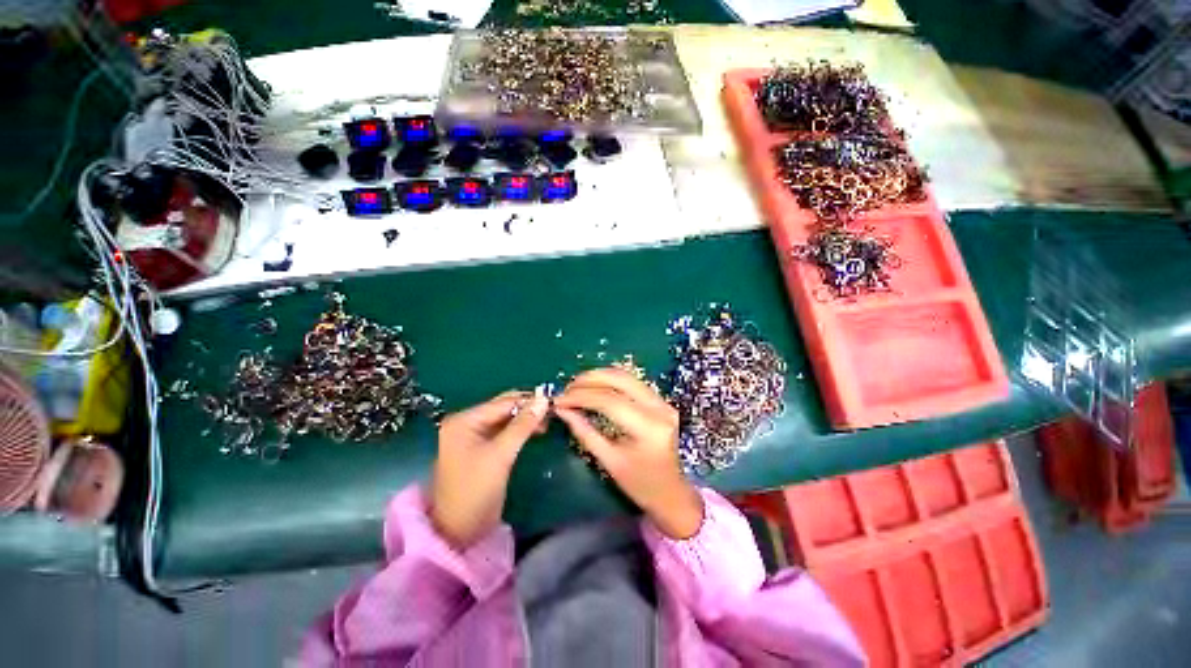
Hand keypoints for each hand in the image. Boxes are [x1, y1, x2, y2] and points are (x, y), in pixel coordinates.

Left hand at [431, 391, 548, 549]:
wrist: (458, 531)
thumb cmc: (475, 490)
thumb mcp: (501, 455)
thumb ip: (523, 425)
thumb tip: (543, 400)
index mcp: (464, 420)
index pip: (503, 402)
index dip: (528, 401)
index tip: (553, 401)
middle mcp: (467, 422)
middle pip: (503, 407)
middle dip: (528, 408)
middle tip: (553, 412)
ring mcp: (474, 435)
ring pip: (506, 418)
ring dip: (526, 418)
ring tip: (548, 422)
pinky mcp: (482, 447)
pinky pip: (505, 430)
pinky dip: (520, 429)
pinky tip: (536, 430)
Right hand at [554, 368, 703, 539]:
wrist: (672, 493)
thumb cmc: (640, 485)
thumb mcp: (609, 462)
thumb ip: (585, 433)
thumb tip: (562, 410)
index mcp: (648, 428)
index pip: (609, 401)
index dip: (581, 397)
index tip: (559, 400)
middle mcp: (659, 409)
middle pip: (620, 380)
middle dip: (589, 379)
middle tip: (567, 387)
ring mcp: (663, 402)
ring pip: (627, 376)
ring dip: (600, 376)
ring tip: (577, 384)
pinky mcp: (662, 401)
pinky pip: (633, 382)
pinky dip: (611, 380)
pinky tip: (595, 385)